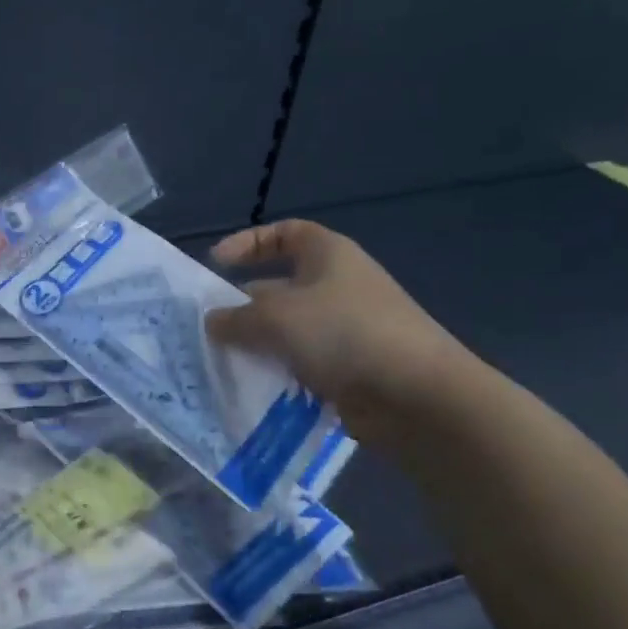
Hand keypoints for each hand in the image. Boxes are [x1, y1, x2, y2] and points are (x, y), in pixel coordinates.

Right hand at [205, 220, 470, 440]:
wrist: (416, 395)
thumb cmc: (342, 333)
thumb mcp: (275, 318)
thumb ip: (236, 318)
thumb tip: (213, 321)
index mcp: (328, 255)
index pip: (285, 233)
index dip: (248, 242)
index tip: (216, 264)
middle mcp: (339, 286)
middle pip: (281, 286)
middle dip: (245, 305)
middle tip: (210, 327)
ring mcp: (348, 328)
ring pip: (289, 330)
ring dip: (258, 343)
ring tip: (224, 361)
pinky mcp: (351, 368)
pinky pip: (304, 363)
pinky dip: (280, 371)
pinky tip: (254, 386)